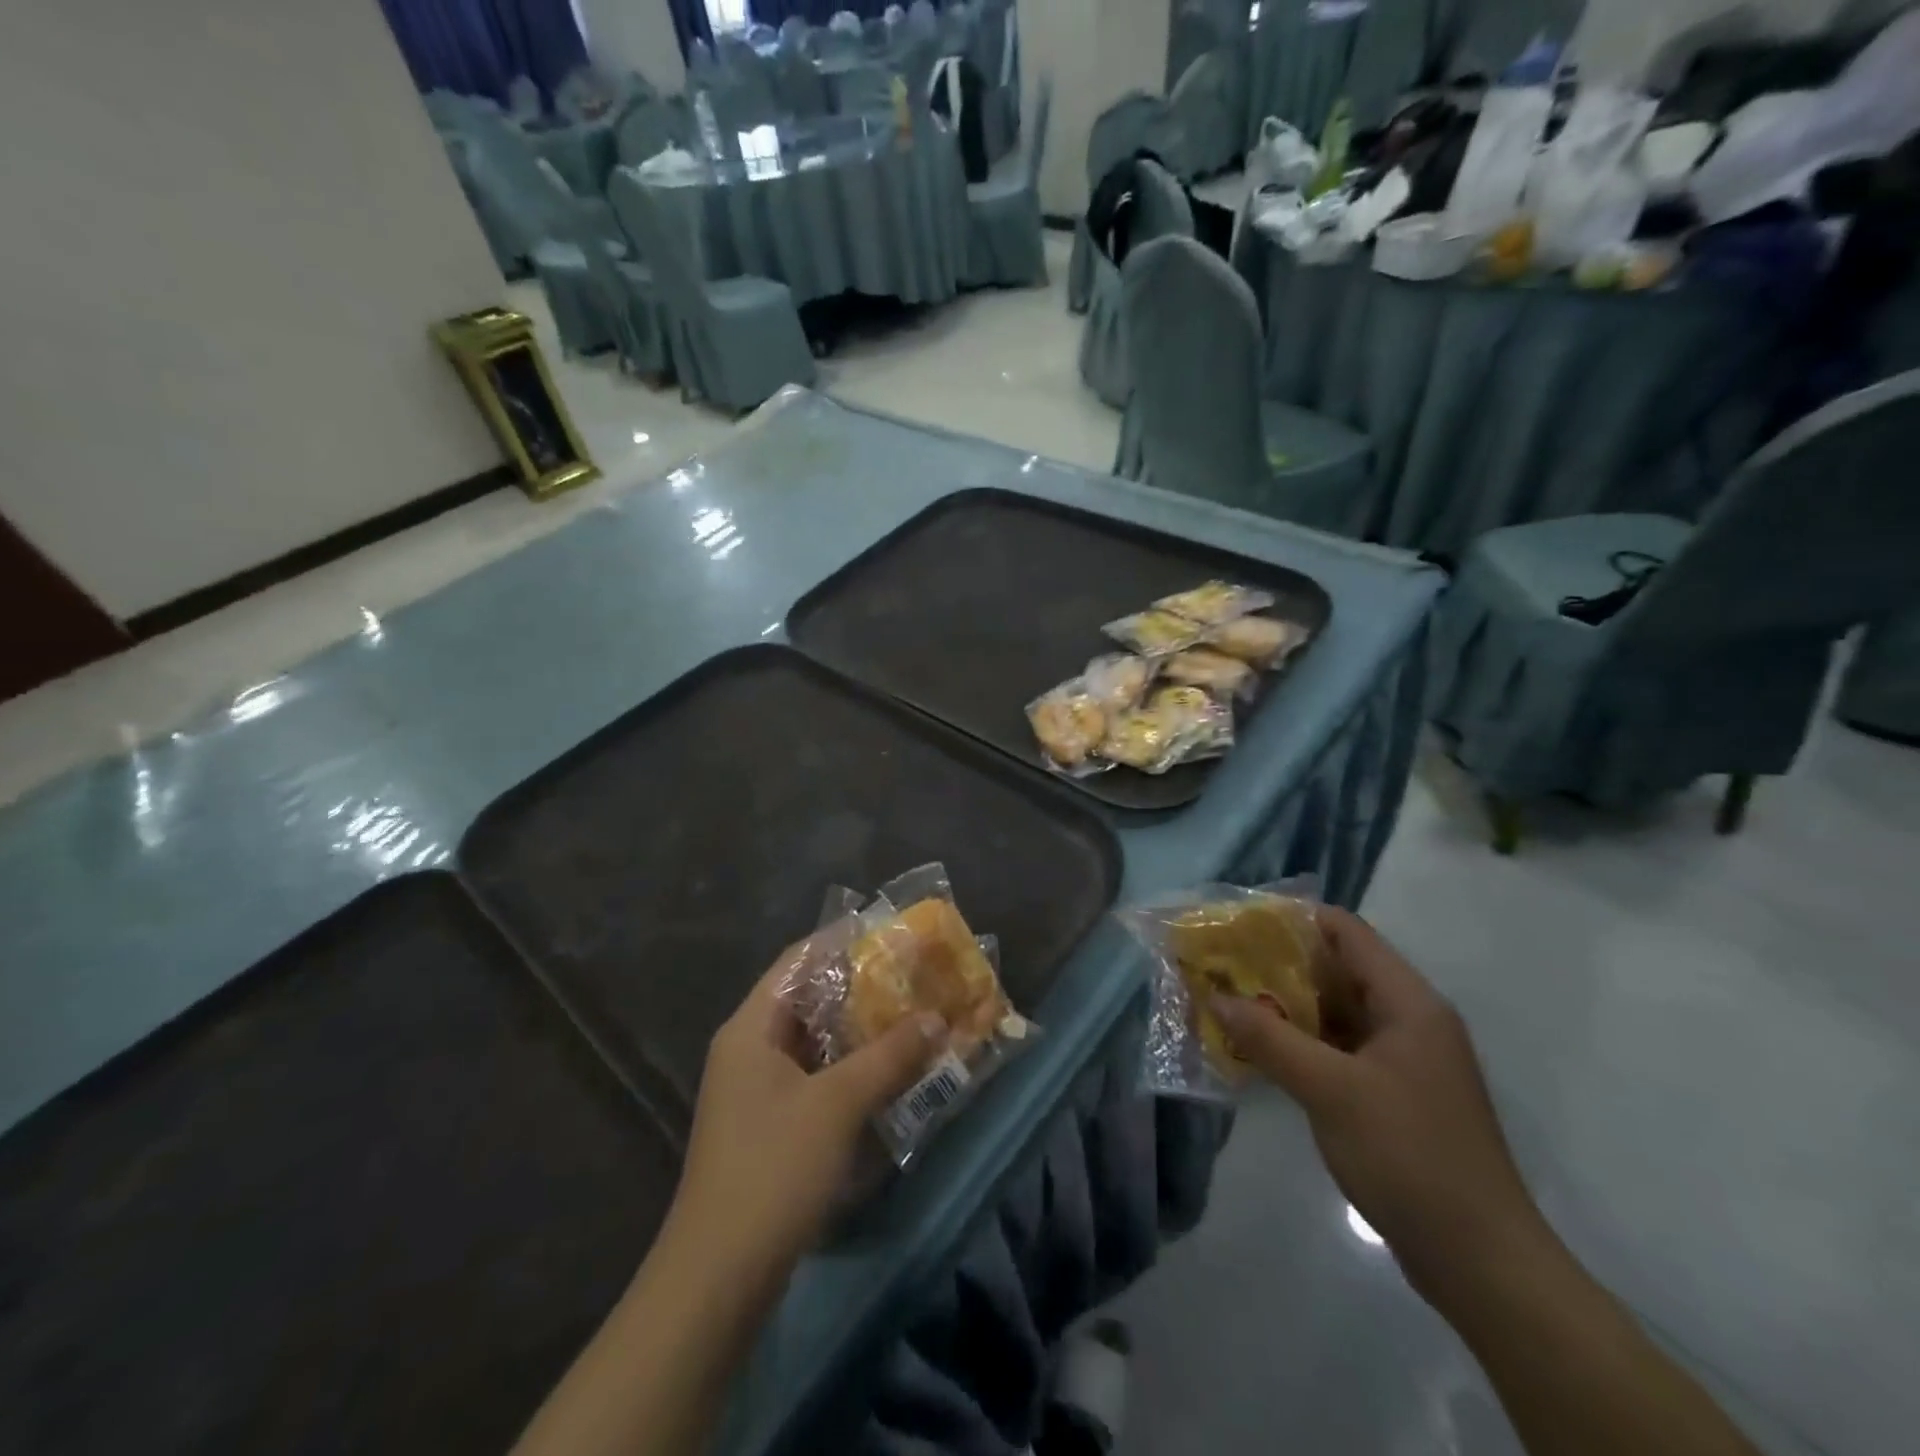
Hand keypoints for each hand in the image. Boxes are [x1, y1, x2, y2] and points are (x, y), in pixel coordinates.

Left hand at [663, 953, 946, 1278]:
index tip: (890, 931)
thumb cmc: (773, 1168)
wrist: (719, 1276)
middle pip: (809, 999)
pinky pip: (816, 1077)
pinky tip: (889, 1071)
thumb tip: (937, 1020)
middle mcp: (749, 1049)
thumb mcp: (838, 1104)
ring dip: (860, 1031)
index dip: (841, 941)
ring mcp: (757, 1090)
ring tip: (912, 1015)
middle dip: (861, 987)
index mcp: (751, 1028)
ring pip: (815, 1042)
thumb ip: (889, 1056)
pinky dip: (850, 1068)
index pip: (798, 961)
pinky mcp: (770, 1125)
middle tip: (912, 975)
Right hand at [1210, 908, 1545, 1297]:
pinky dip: (1302, 1043)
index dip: (1294, 919)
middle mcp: (1409, 1021)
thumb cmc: (1409, 1156)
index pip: (1347, 933)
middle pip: (1339, 970)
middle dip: (1280, 964)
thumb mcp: (1330, 1090)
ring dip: (1287, 1006)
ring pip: (1336, 1013)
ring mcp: (1404, 1060)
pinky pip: (1340, 1049)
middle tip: (1223, 963)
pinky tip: (1261, 1051)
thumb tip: (1216, 998)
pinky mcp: (1394, 1095)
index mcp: (1408, 1003)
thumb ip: (1270, 1038)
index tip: (1240, 922)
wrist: (1481, 1262)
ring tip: (1230, 1001)